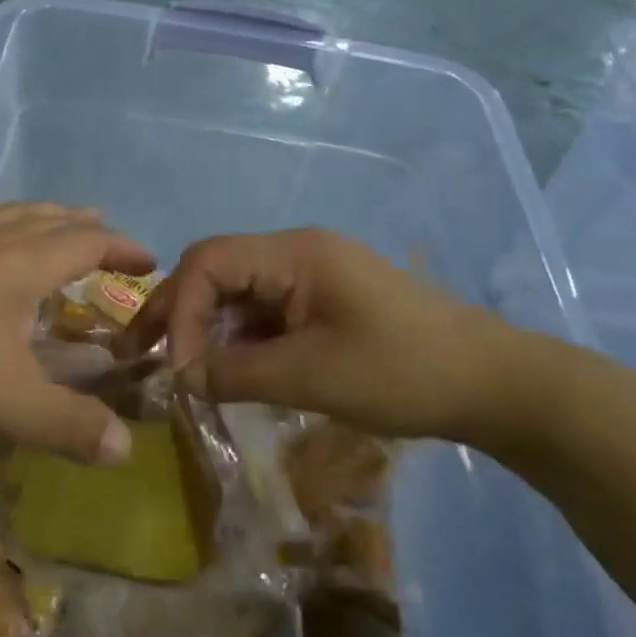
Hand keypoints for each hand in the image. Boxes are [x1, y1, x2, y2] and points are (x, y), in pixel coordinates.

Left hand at [0, 205, 153, 464]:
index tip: (150, 259)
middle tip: (105, 239)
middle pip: (44, 220)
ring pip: (5, 223)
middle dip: (81, 227)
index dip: (121, 248)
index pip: (85, 242)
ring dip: (39, 227)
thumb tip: (126, 450)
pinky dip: (0, 245)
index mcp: (19, 264)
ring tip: (51, 243)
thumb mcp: (2, 400)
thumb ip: (66, 425)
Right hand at [123, 228, 536, 447]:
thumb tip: (181, 379)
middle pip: (217, 271)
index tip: (178, 367)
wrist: (494, 383)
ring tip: (182, 371)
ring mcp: (311, 276)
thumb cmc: (403, 372)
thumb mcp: (312, 377)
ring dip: (208, 328)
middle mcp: (296, 253)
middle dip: (179, 313)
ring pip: (238, 293)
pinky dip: (240, 339)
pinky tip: (230, 370)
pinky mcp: (324, 301)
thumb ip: (237, 373)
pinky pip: (265, 311)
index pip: (208, 262)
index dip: (181, 310)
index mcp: (293, 253)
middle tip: (142, 356)